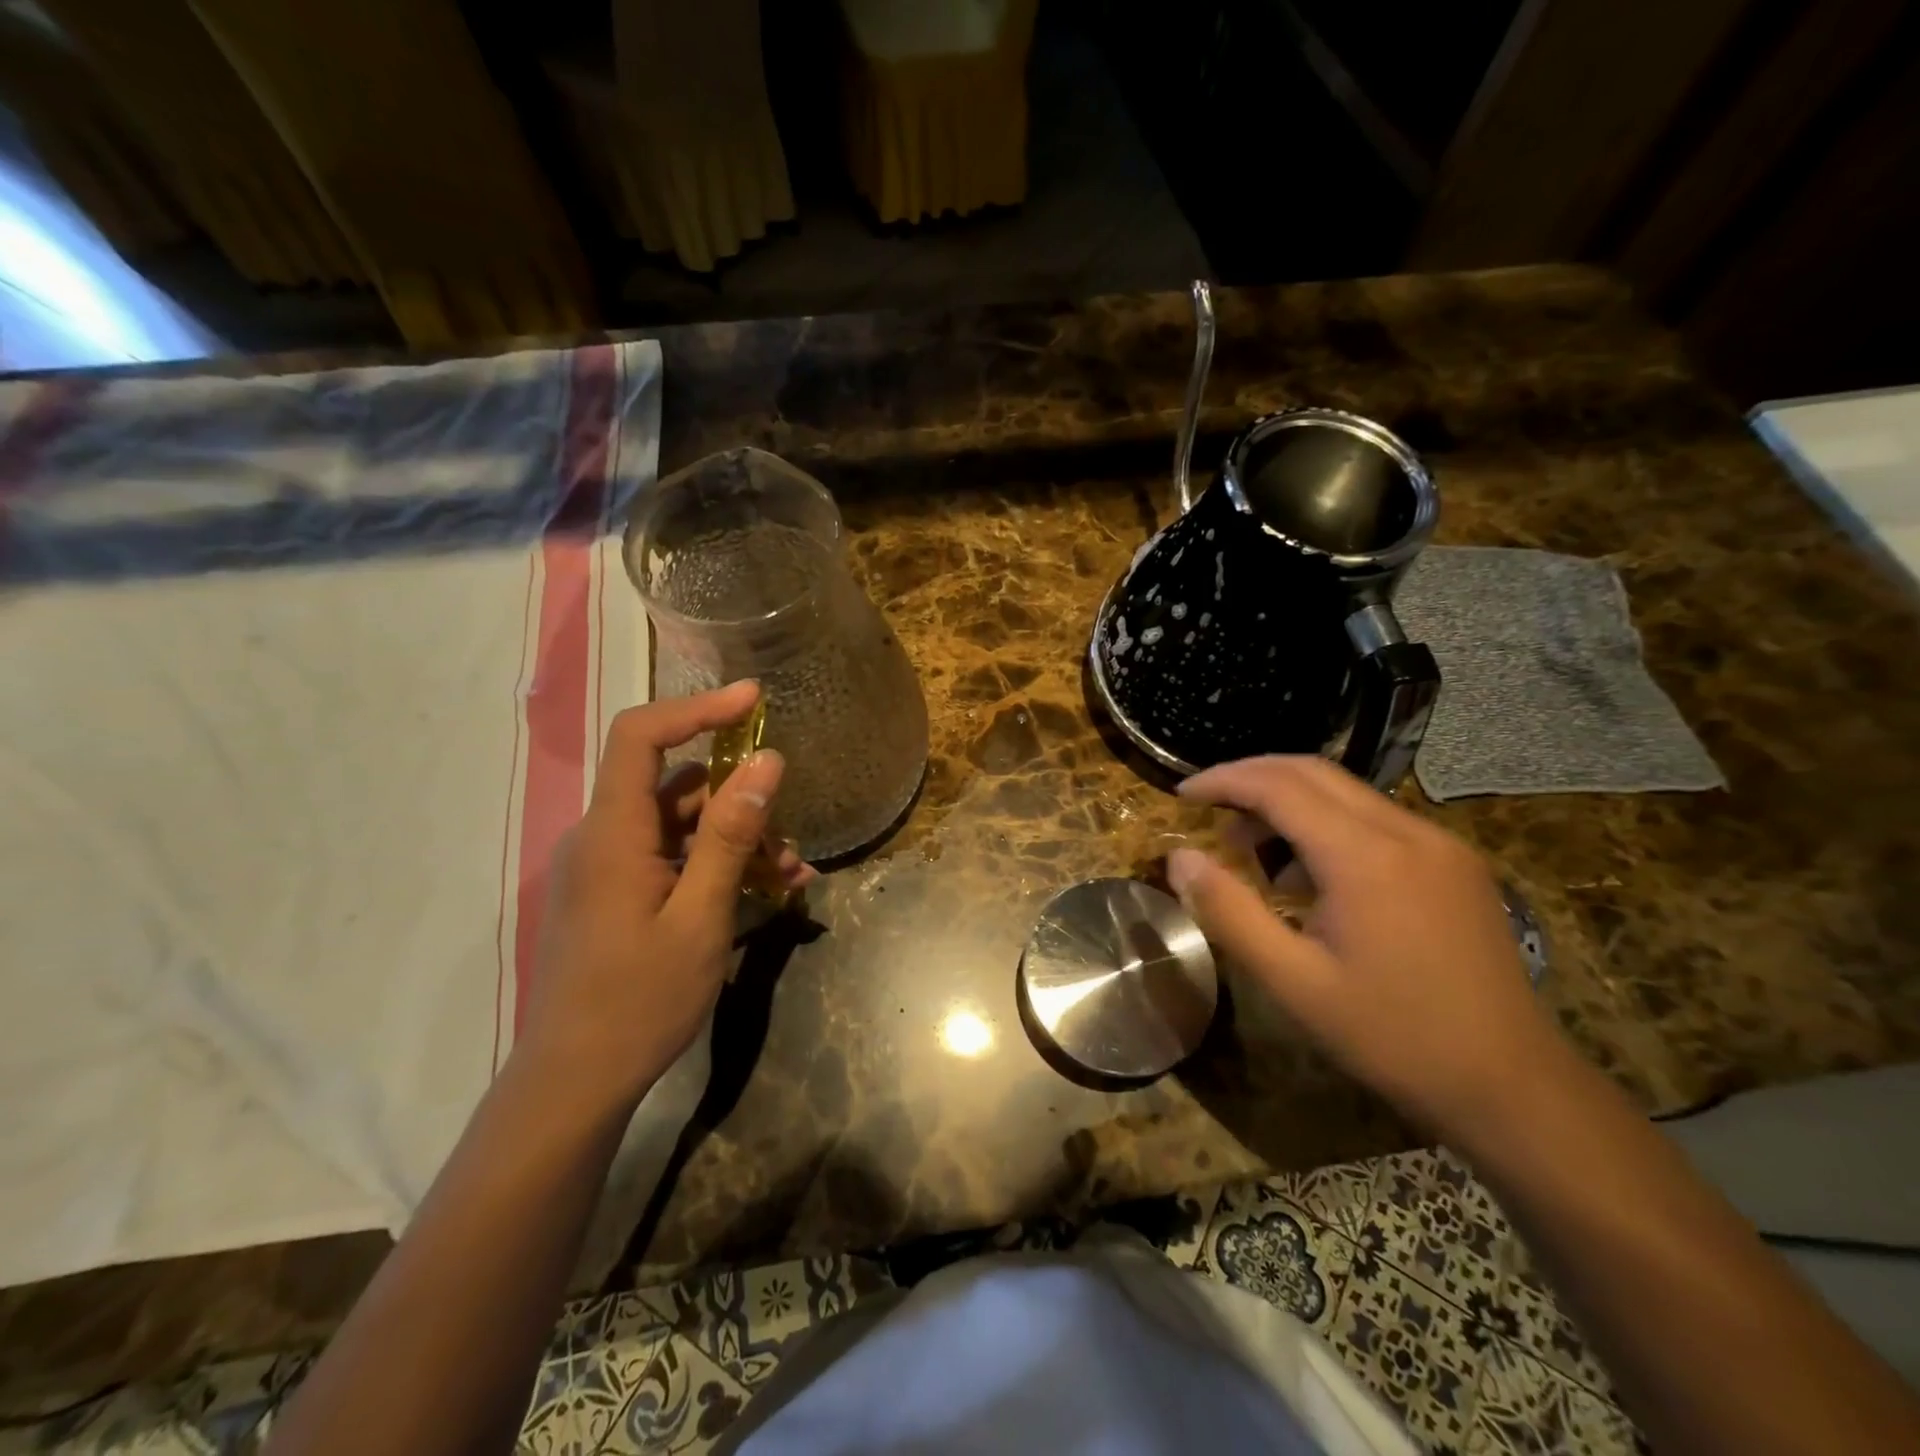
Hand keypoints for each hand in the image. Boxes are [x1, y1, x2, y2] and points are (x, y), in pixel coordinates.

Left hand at [512, 682, 810, 1117]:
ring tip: (790, 878)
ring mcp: (608, 868)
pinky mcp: (615, 895)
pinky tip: (765, 894)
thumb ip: (731, 835)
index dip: (697, 708)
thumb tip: (766, 762)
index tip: (754, 700)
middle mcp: (603, 838)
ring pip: (681, 828)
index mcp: (612, 833)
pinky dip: (716, 867)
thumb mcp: (701, 916)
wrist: (575, 1083)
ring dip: (738, 842)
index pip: (642, 736)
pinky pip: (671, 860)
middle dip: (741, 804)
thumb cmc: (639, 1001)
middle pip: (676, 788)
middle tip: (790, 844)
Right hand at [1168, 756, 1569, 1138]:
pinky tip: (1311, 874)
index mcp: (1366, 857)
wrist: (1513, 1086)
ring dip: (1290, 802)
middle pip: (1313, 773)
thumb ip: (1230, 912)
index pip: (1279, 787)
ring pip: (1347, 793)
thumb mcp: (1294, 983)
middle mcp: (1407, 832)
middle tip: (1208, 807)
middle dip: (1252, 777)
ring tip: (1251, 848)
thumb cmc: (1392, 1037)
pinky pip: (1377, 819)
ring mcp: (1440, 844)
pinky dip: (1328, 824)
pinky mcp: (1457, 864)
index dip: (1224, 780)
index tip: (1182, 794)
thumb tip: (1179, 858)